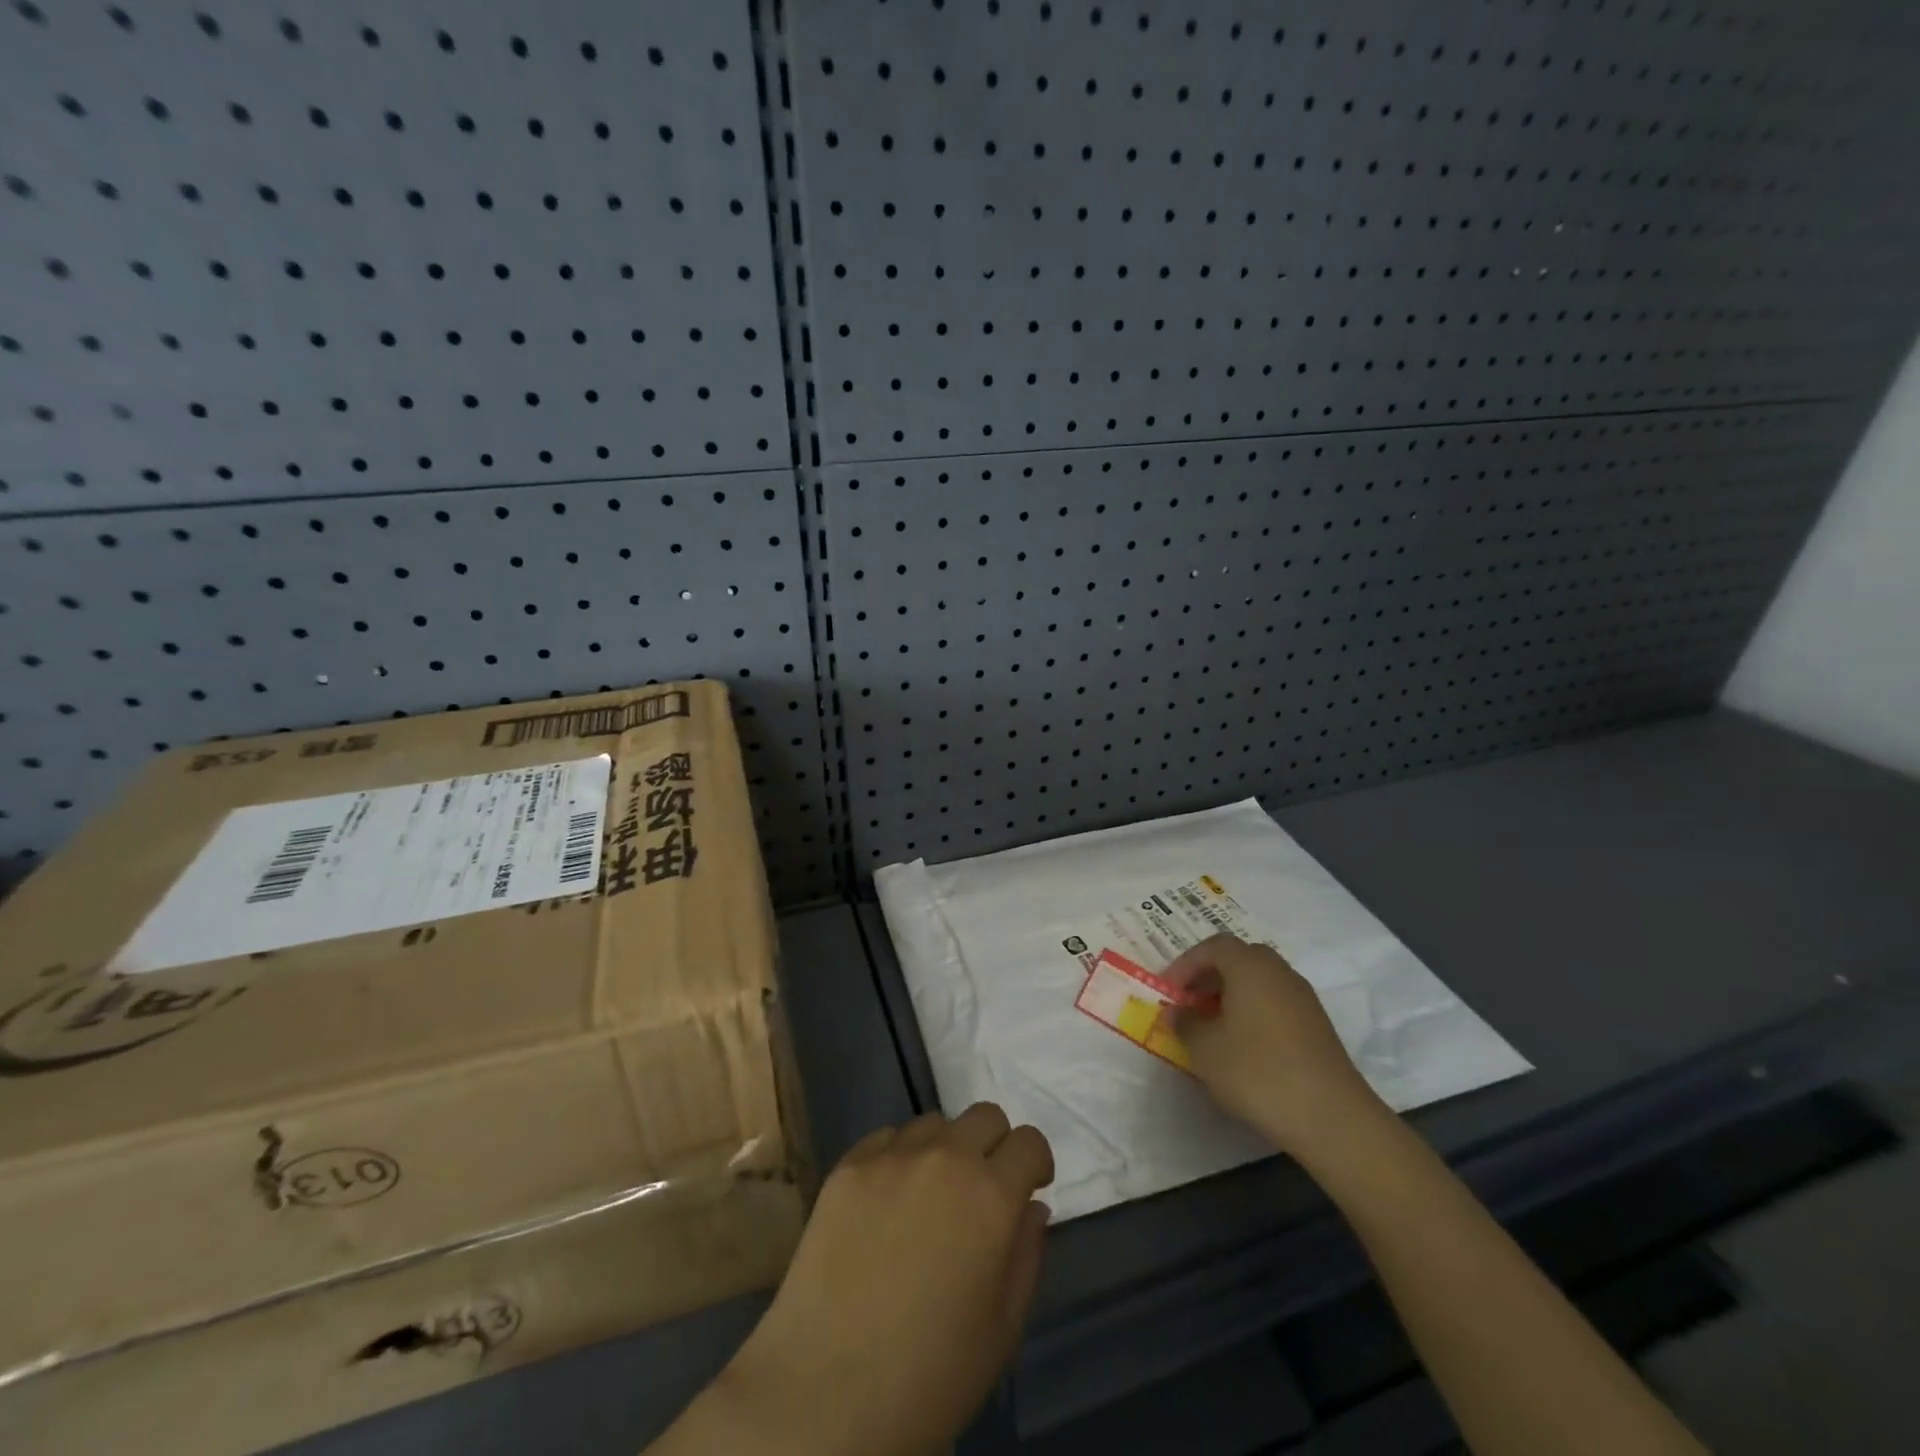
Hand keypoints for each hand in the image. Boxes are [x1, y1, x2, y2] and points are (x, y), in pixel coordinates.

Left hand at [662, 1103, 1052, 1455]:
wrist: (826, 1394)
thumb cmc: (930, 1376)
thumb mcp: (1002, 1329)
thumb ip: (1027, 1254)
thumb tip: (1031, 1206)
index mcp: (991, 1196)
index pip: (1029, 1141)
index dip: (1034, 1164)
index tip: (1027, 1188)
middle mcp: (945, 1158)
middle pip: (984, 1116)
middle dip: (994, 1146)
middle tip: (981, 1191)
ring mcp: (891, 1156)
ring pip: (934, 1123)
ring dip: (944, 1150)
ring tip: (927, 1199)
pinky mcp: (848, 1165)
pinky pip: (886, 1139)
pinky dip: (898, 1159)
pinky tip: (885, 1206)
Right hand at [1164, 933, 1385, 1159]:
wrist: (1331, 1117)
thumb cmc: (1257, 1071)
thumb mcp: (1204, 1048)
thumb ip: (1185, 1023)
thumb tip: (1178, 1011)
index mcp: (1249, 966)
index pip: (1212, 947)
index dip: (1186, 964)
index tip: (1169, 991)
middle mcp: (1279, 972)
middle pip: (1239, 959)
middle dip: (1210, 976)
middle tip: (1190, 1003)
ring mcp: (1303, 999)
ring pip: (1259, 982)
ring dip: (1232, 996)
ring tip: (1213, 1027)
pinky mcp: (1318, 1027)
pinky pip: (1276, 1004)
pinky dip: (1254, 1013)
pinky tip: (1244, 1046)